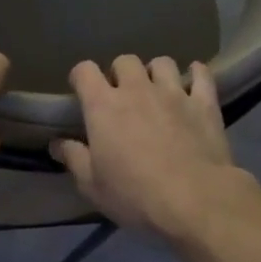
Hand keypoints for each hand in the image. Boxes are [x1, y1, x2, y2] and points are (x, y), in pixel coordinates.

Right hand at [51, 55, 260, 241]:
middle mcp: (137, 89)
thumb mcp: (92, 185)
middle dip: (120, 74)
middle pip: (125, 61)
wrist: (194, 200)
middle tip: (121, 96)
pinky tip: (193, 83)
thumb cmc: (134, 194)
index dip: (80, 77)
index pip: (85, 71)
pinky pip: (201, 74)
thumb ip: (74, 159)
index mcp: (103, 106)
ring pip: (162, 63)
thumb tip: (57, 143)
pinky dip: (196, 74)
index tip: (81, 91)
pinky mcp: (204, 103)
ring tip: (156, 91)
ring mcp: (174, 93)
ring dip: (155, 73)